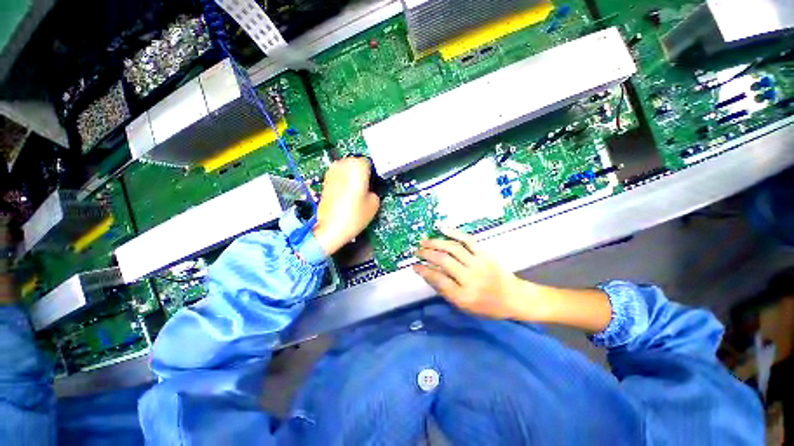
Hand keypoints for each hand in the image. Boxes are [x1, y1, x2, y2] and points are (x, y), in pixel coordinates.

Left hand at [313, 158, 379, 254]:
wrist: (330, 229)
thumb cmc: (352, 217)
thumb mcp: (374, 204)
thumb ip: (375, 191)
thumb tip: (370, 190)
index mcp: (357, 168)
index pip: (368, 162)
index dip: (372, 172)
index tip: (373, 180)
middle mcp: (342, 167)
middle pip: (355, 162)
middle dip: (360, 172)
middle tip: (365, 186)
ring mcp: (331, 174)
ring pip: (345, 168)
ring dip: (350, 175)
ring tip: (355, 191)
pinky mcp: (325, 183)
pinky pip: (337, 176)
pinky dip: (342, 181)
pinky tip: (346, 194)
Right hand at [414, 226, 524, 318]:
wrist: (514, 297)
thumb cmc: (487, 306)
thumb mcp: (464, 306)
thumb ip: (445, 291)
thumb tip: (428, 274)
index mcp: (464, 296)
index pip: (438, 280)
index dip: (424, 271)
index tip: (414, 266)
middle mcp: (470, 278)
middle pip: (444, 261)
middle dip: (427, 254)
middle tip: (417, 251)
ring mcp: (479, 263)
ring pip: (453, 248)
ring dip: (435, 243)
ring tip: (423, 241)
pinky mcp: (485, 253)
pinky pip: (467, 239)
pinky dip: (453, 232)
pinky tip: (441, 228)